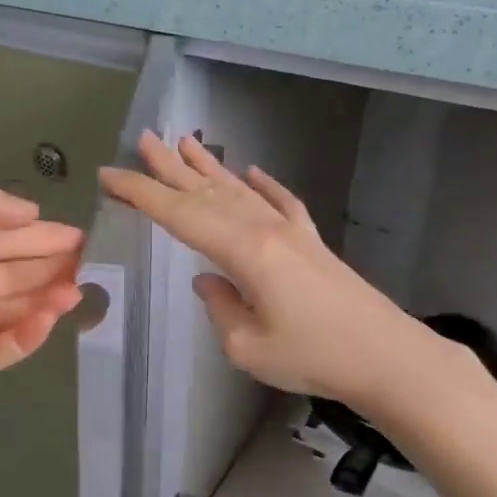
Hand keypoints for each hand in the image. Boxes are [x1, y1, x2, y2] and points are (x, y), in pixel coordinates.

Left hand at [0, 179, 83, 485]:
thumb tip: (28, 211)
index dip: (35, 230)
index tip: (78, 231)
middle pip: (6, 268)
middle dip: (47, 262)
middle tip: (92, 260)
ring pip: (8, 307)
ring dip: (45, 296)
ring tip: (81, 287)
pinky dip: (28, 336)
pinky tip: (51, 318)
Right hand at [99, 131, 428, 408]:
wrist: (387, 356)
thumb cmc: (313, 356)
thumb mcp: (247, 346)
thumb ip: (220, 308)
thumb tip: (207, 282)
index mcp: (243, 250)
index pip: (180, 215)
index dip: (141, 193)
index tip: (110, 175)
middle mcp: (265, 229)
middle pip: (208, 192)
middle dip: (170, 168)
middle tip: (144, 140)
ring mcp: (292, 232)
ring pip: (241, 191)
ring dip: (210, 167)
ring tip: (184, 142)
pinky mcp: (313, 243)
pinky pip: (283, 203)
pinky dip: (266, 186)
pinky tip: (256, 172)